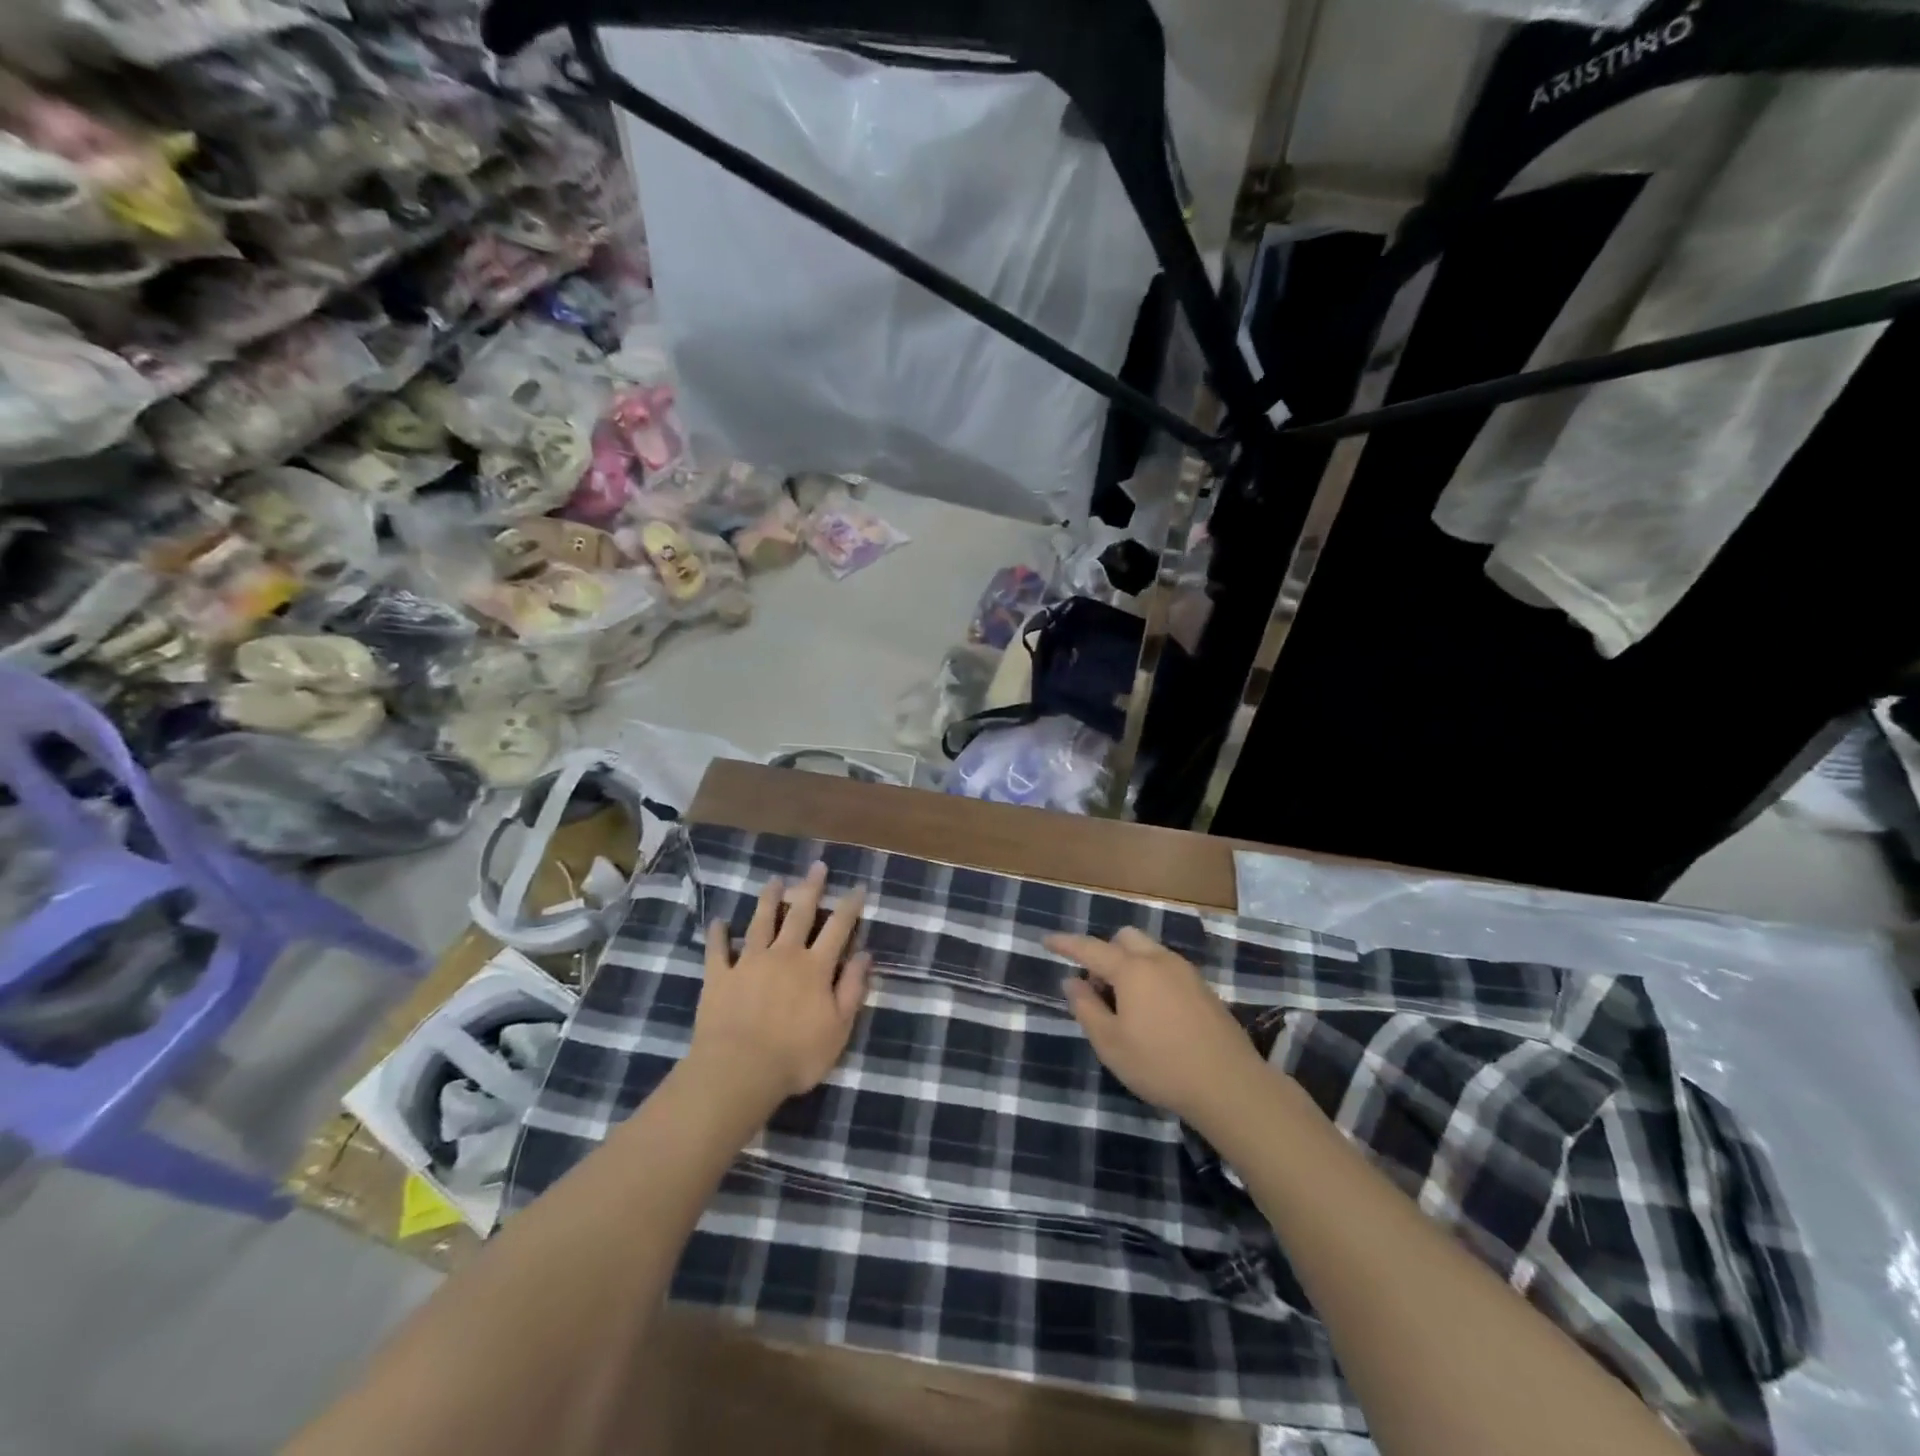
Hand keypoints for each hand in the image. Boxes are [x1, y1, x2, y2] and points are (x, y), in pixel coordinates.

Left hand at [688, 861, 872, 1114]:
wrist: (739, 1070)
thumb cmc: (796, 1055)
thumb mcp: (839, 1028)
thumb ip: (852, 989)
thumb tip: (865, 955)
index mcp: (815, 967)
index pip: (838, 928)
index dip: (850, 906)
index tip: (858, 886)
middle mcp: (784, 955)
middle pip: (799, 914)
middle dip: (810, 888)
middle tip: (816, 866)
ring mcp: (748, 962)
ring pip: (760, 922)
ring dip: (769, 899)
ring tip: (774, 880)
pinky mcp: (719, 977)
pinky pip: (718, 950)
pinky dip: (718, 934)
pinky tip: (718, 922)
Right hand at [1047, 926, 1267, 1124]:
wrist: (1229, 1084)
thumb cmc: (1160, 1064)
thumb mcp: (1111, 1043)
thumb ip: (1086, 1008)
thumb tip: (1072, 981)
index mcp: (1132, 969)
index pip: (1090, 947)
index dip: (1066, 944)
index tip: (1047, 940)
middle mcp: (1159, 960)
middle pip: (1124, 939)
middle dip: (1104, 952)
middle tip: (1097, 988)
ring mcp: (1185, 972)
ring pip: (1148, 952)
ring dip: (1128, 965)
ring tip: (1124, 1005)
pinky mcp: (1203, 988)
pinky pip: (1166, 968)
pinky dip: (1150, 976)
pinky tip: (1152, 1013)